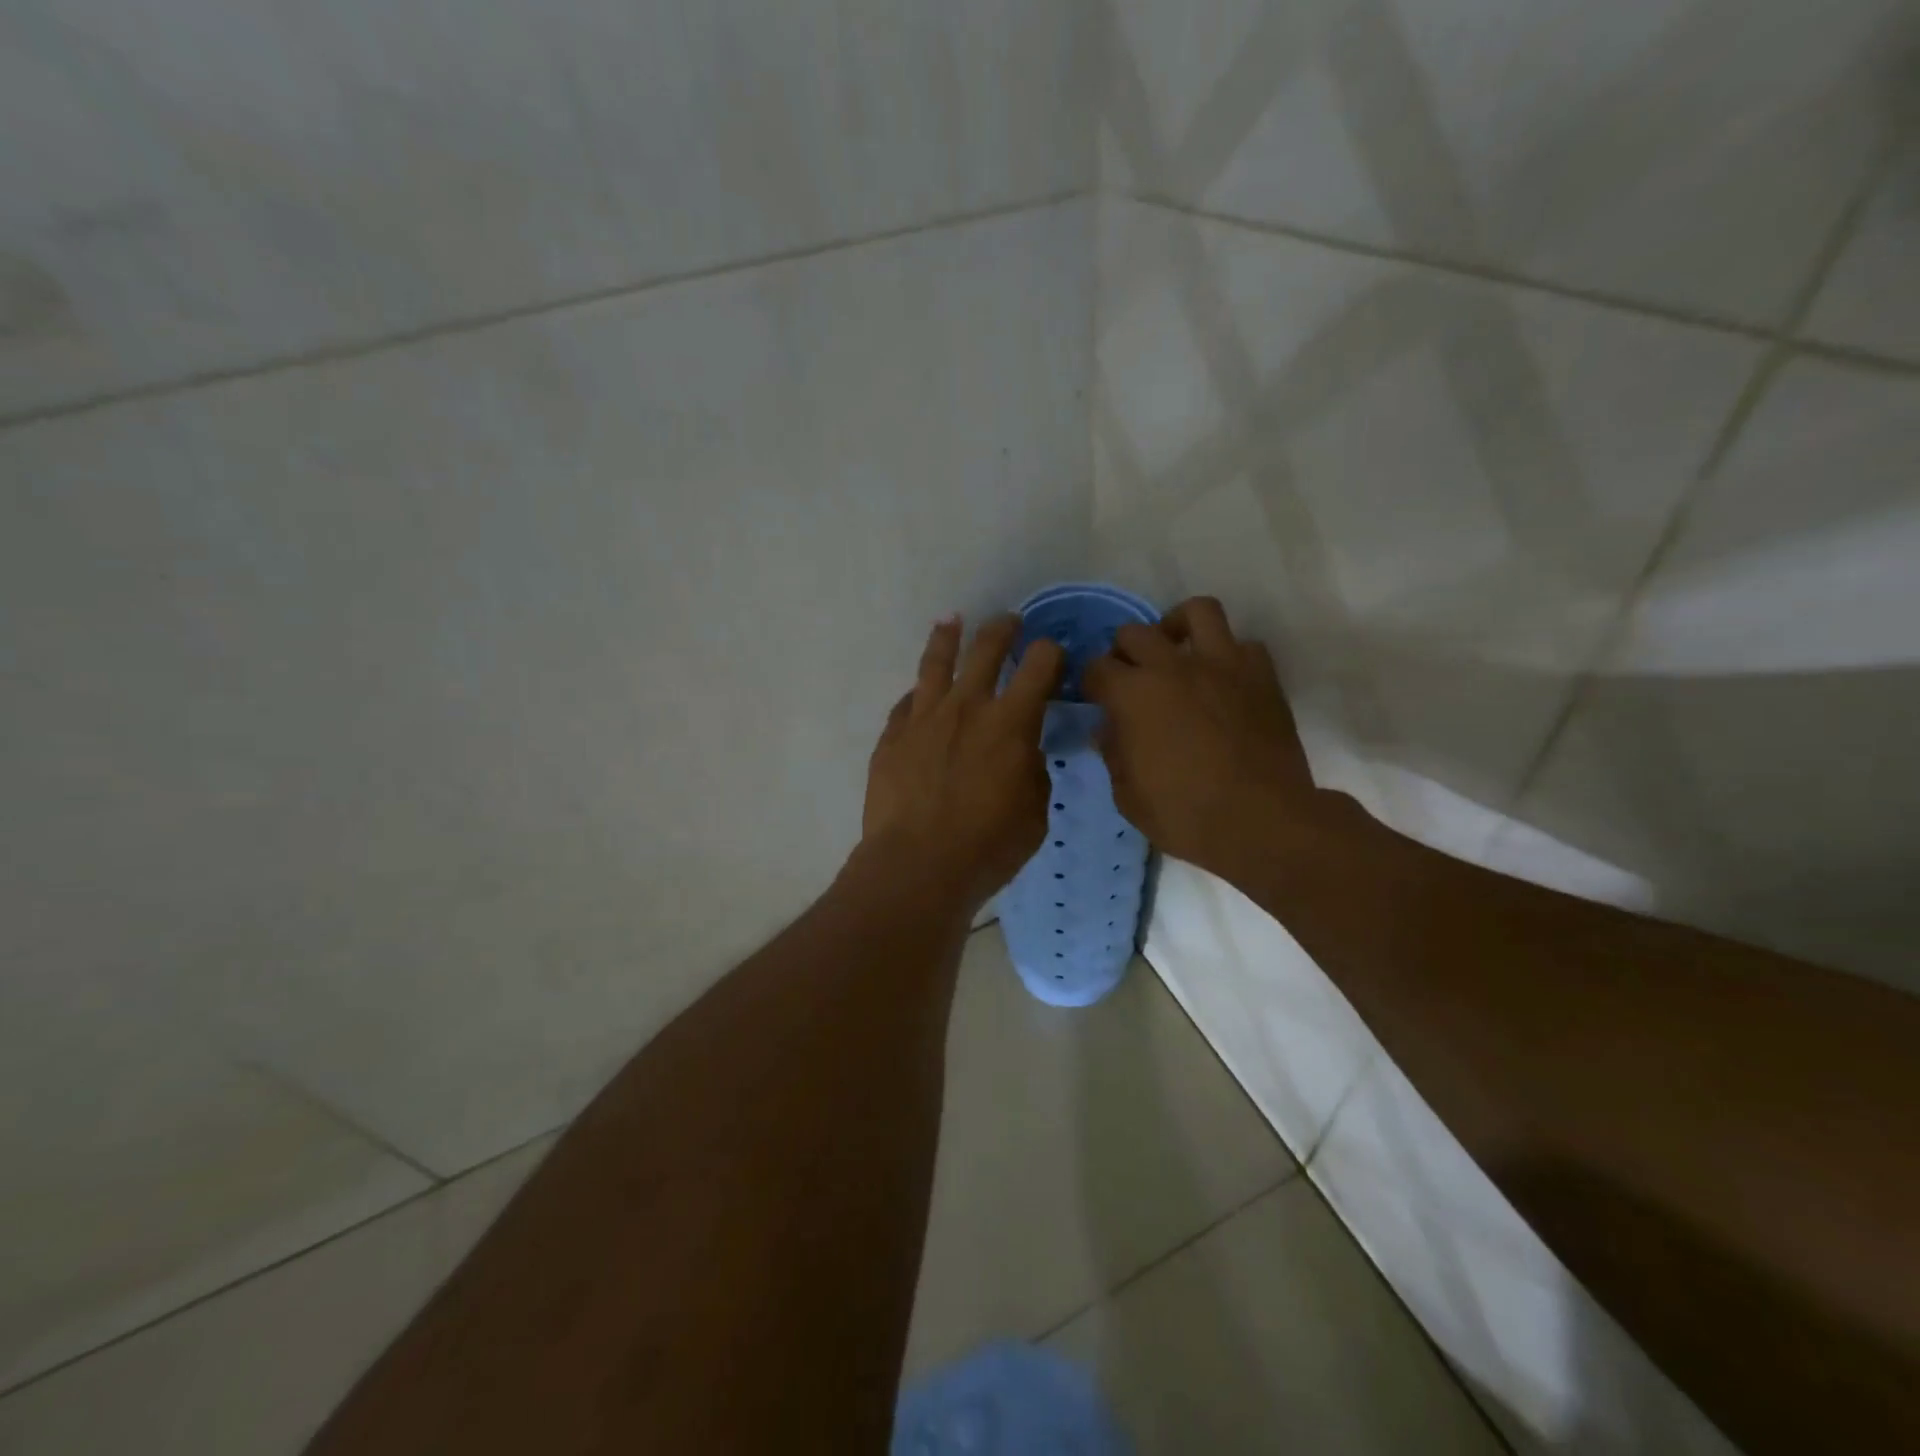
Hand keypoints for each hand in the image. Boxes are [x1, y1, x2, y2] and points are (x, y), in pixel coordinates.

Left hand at [861, 615, 1064, 912]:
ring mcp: (923, 718)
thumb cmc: (988, 846)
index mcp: (1011, 722)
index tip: (1052, 654)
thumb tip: (1023, 751)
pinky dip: (918, 695)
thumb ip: (1031, 770)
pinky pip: (906, 704)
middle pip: (986, 649)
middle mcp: (967, 706)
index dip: (1050, 653)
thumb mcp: (1034, 812)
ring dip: (947, 637)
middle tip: (1009, 621)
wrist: (917, 865)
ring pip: (936, 663)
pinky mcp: (892, 736)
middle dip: (1003, 629)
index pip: (1040, 666)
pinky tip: (919, 694)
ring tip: (951, 621)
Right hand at [1082, 597, 1319, 874]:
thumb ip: (1113, 754)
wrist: (1262, 821)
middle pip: (1135, 633)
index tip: (1096, 699)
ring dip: (1178, 626)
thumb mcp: (1128, 796)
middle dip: (1124, 653)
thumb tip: (1108, 730)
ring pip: (1197, 611)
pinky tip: (1222, 680)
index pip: (1096, 668)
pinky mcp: (1261, 675)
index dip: (1091, 683)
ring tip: (1176, 650)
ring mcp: (1221, 664)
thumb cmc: (1185, 815)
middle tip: (1130, 678)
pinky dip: (1228, 655)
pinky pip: (1243, 645)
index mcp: (1132, 694)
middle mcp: (1173, 666)